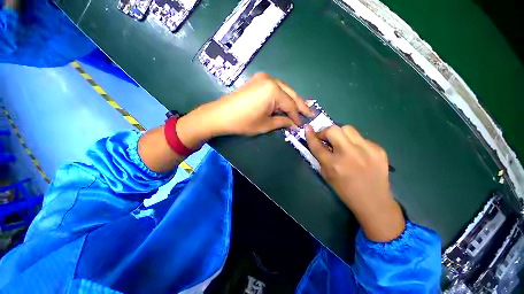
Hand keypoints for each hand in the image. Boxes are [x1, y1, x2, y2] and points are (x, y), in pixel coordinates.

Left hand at [177, 73, 312, 147]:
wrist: (220, 115)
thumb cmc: (243, 122)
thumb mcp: (265, 125)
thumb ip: (282, 122)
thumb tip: (293, 124)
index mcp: (274, 91)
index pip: (290, 105)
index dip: (297, 117)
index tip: (301, 125)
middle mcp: (270, 80)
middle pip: (290, 94)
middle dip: (300, 105)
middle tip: (310, 113)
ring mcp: (263, 78)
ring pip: (284, 90)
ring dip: (291, 100)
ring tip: (300, 109)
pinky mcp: (257, 81)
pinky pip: (274, 89)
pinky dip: (281, 97)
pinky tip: (285, 103)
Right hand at [305, 125, 404, 241]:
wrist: (374, 201)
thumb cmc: (345, 191)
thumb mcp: (327, 176)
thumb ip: (321, 158)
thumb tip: (317, 143)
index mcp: (334, 165)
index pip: (317, 145)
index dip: (310, 135)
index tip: (307, 128)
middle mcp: (349, 154)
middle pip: (333, 130)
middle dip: (325, 131)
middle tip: (325, 138)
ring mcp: (366, 150)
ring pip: (348, 129)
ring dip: (340, 133)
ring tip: (341, 142)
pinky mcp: (378, 149)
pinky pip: (361, 138)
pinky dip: (354, 142)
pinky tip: (357, 152)